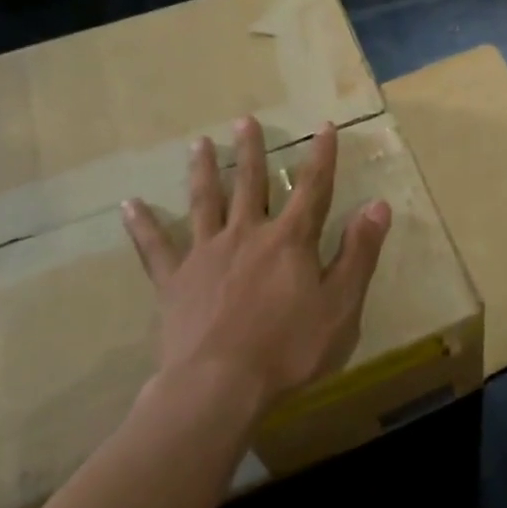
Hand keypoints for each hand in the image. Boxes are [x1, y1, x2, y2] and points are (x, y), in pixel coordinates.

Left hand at [121, 116, 391, 414]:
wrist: (219, 387)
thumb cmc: (290, 348)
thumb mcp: (342, 304)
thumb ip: (359, 252)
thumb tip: (378, 205)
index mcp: (290, 240)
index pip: (312, 188)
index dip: (322, 156)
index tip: (324, 127)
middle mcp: (247, 234)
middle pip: (250, 183)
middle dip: (251, 151)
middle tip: (244, 120)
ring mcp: (205, 255)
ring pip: (204, 202)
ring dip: (203, 171)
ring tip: (198, 143)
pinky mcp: (174, 281)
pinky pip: (155, 247)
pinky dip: (142, 225)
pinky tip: (128, 205)